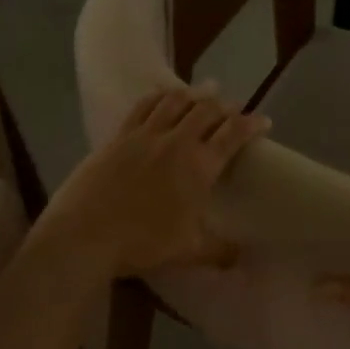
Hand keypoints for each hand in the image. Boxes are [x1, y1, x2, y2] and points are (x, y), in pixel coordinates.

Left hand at [35, 85, 269, 276]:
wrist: (85, 234)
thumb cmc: (143, 243)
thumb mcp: (189, 251)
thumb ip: (221, 251)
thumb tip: (244, 257)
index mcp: (200, 166)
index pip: (233, 135)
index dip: (251, 124)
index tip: (264, 121)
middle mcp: (175, 142)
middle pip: (206, 111)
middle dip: (224, 106)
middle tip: (232, 107)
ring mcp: (144, 135)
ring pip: (174, 101)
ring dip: (193, 94)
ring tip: (203, 91)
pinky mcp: (117, 137)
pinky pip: (143, 106)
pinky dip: (158, 96)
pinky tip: (161, 95)